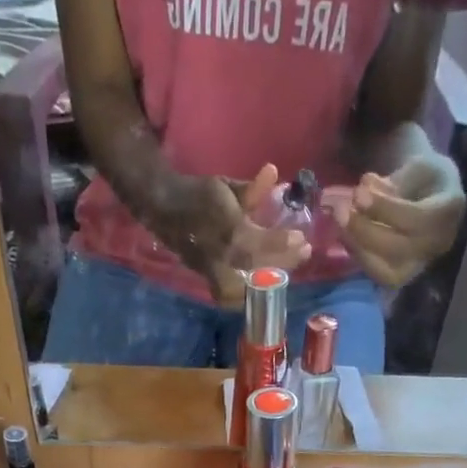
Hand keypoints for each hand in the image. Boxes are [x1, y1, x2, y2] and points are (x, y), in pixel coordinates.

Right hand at [150, 165, 311, 307]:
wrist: (163, 209)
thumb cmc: (199, 195)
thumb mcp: (224, 187)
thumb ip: (250, 190)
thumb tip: (274, 173)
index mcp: (225, 227)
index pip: (257, 241)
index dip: (280, 242)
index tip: (302, 239)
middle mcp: (219, 253)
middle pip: (255, 266)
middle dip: (282, 261)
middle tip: (303, 253)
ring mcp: (211, 269)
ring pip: (244, 286)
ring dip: (268, 280)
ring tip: (287, 271)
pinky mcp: (206, 279)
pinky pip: (230, 294)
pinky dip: (248, 293)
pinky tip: (265, 286)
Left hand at [326, 155, 464, 287]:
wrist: (433, 199)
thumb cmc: (424, 178)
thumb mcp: (416, 166)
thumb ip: (394, 181)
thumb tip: (365, 188)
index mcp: (449, 210)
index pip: (415, 217)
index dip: (384, 208)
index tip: (358, 193)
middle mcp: (438, 244)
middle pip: (399, 247)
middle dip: (365, 230)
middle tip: (340, 210)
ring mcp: (421, 264)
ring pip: (388, 270)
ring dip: (358, 247)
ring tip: (339, 224)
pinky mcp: (404, 276)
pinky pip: (379, 276)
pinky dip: (360, 257)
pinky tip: (346, 237)